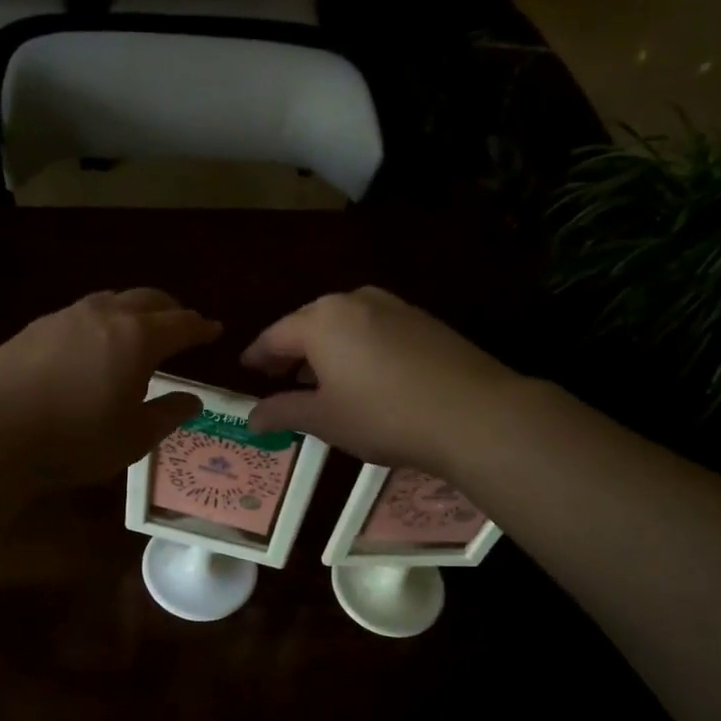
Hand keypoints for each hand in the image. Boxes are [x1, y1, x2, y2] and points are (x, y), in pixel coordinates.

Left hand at [0, 289, 220, 492]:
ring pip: (110, 301)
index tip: (214, 330)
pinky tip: (91, 345)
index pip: (181, 324)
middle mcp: (104, 315)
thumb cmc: (74, 440)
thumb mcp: (132, 438)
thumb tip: (193, 400)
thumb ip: (168, 414)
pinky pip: (79, 315)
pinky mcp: (33, 329)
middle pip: (148, 299)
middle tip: (182, 323)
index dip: (201, 327)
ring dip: (133, 310)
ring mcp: (64, 317)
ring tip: (137, 330)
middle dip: (171, 309)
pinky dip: (100, 322)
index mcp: (137, 338)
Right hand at [243, 287, 518, 474]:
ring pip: (344, 324)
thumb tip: (251, 418)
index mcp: (321, 320)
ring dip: (325, 349)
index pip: (275, 336)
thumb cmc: (384, 415)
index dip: (258, 356)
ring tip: (320, 381)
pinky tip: (364, 376)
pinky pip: (374, 329)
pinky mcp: (423, 320)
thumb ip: (283, 412)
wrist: (474, 413)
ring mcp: (393, 306)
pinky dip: (357, 348)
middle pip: (309, 324)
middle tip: (278, 378)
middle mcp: (354, 301)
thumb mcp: (325, 419)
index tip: (246, 371)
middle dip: (291, 351)